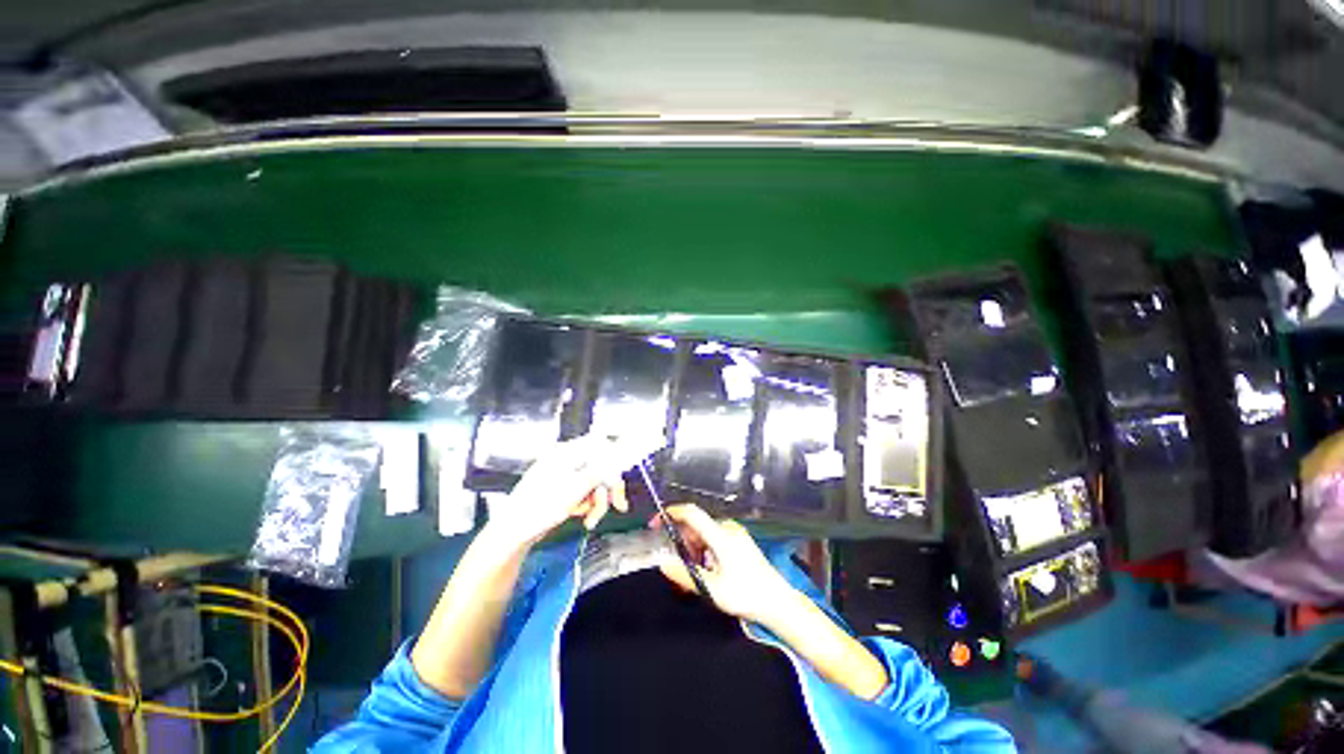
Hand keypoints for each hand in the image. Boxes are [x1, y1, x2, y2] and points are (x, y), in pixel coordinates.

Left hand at [483, 435, 629, 550]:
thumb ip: (598, 471)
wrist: (511, 534)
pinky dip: (587, 505)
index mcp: (566, 453)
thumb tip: (616, 455)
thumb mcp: (574, 490)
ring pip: (594, 482)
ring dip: (598, 501)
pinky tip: (582, 516)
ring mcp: (563, 476)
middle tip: (618, 505)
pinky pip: (584, 492)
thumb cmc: (539, 509)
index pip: (599, 444)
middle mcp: (566, 460)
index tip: (624, 473)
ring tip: (591, 519)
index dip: (615, 456)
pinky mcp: (562, 490)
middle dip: (608, 488)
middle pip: (600, 466)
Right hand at [654, 504, 796, 625]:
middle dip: (683, 541)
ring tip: (696, 573)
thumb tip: (663, 563)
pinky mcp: (740, 541)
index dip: (671, 513)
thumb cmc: (746, 595)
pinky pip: (715, 538)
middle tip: (678, 565)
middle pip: (696, 525)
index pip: (692, 513)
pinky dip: (705, 549)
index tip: (655, 522)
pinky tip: (708, 570)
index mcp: (720, 536)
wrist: (778, 602)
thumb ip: (685, 575)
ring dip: (694, 548)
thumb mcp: (712, 589)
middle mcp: (728, 529)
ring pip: (705, 533)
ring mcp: (736, 533)